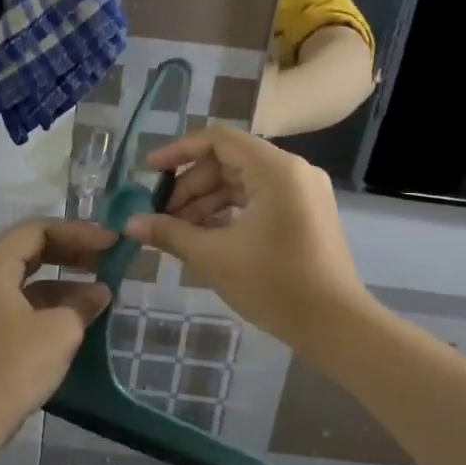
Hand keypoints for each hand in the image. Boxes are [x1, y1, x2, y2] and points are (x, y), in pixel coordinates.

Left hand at [0, 218, 115, 443]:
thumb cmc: (14, 367)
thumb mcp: (60, 331)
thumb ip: (83, 304)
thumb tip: (100, 292)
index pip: (37, 229)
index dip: (77, 231)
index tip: (110, 242)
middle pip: (32, 249)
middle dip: (72, 250)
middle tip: (108, 257)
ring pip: (30, 277)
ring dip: (66, 278)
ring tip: (103, 288)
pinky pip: (26, 301)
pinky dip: (54, 301)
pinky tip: (81, 314)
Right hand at [122, 126, 363, 342]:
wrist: (335, 325)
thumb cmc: (273, 284)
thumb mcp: (213, 257)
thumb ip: (169, 233)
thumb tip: (130, 223)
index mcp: (275, 169)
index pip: (218, 139)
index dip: (179, 151)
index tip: (149, 172)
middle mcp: (293, 171)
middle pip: (229, 161)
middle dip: (190, 186)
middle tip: (159, 215)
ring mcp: (303, 193)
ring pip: (242, 183)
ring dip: (206, 203)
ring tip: (176, 231)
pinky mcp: (305, 214)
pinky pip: (258, 200)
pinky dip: (229, 213)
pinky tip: (204, 237)